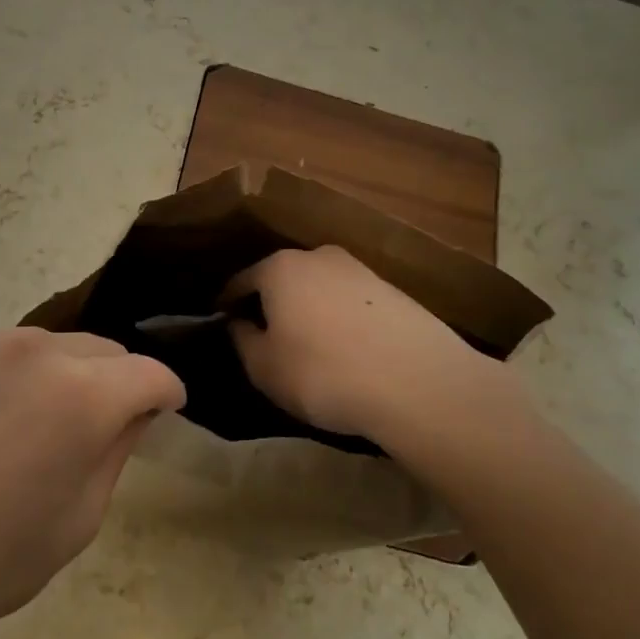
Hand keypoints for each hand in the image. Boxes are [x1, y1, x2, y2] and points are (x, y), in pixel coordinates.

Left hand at [0, 330, 184, 638]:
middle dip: (117, 383)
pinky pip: (5, 351)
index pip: (150, 374)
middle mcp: (38, 349)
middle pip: (104, 351)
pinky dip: (18, 375)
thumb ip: (116, 451)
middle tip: (102, 431)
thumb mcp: (76, 522)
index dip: (166, 395)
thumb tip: (133, 412)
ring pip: (54, 347)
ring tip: (39, 428)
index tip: (164, 415)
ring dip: (67, 376)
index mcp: (83, 395)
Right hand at [224, 246, 515, 452]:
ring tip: (307, 345)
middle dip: (270, 303)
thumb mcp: (264, 367)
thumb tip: (239, 323)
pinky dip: (339, 319)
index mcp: (280, 267)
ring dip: (308, 310)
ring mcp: (360, 270)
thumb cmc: (323, 373)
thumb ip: (242, 340)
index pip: (241, 280)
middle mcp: (318, 256)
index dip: (227, 303)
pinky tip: (345, 348)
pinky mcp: (392, 291)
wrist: (417, 382)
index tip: (221, 320)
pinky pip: (350, 302)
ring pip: (319, 288)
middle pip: (282, 278)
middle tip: (264, 335)